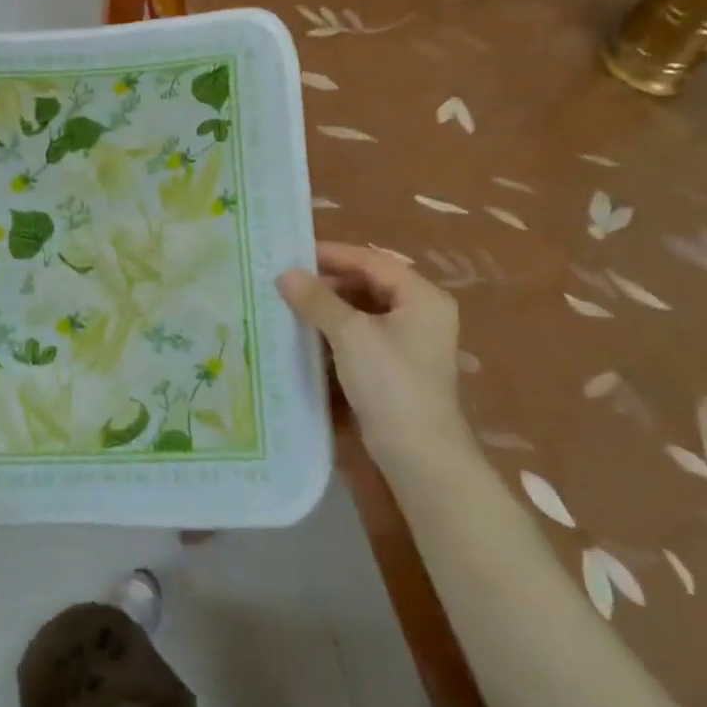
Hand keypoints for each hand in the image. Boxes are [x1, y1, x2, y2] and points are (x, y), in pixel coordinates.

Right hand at [277, 242, 466, 465]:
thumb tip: (285, 274)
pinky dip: (337, 330)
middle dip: (329, 281)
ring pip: (365, 310)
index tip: (293, 254)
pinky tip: (309, 333)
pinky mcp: (396, 366)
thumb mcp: (350, 334)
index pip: (373, 261)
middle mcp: (422, 313)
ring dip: (330, 306)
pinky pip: (363, 334)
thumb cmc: (390, 382)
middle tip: (287, 281)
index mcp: (422, 297)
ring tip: (292, 304)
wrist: (418, 452)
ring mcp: (411, 341)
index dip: (333, 255)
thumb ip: (317, 300)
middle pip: (370, 283)